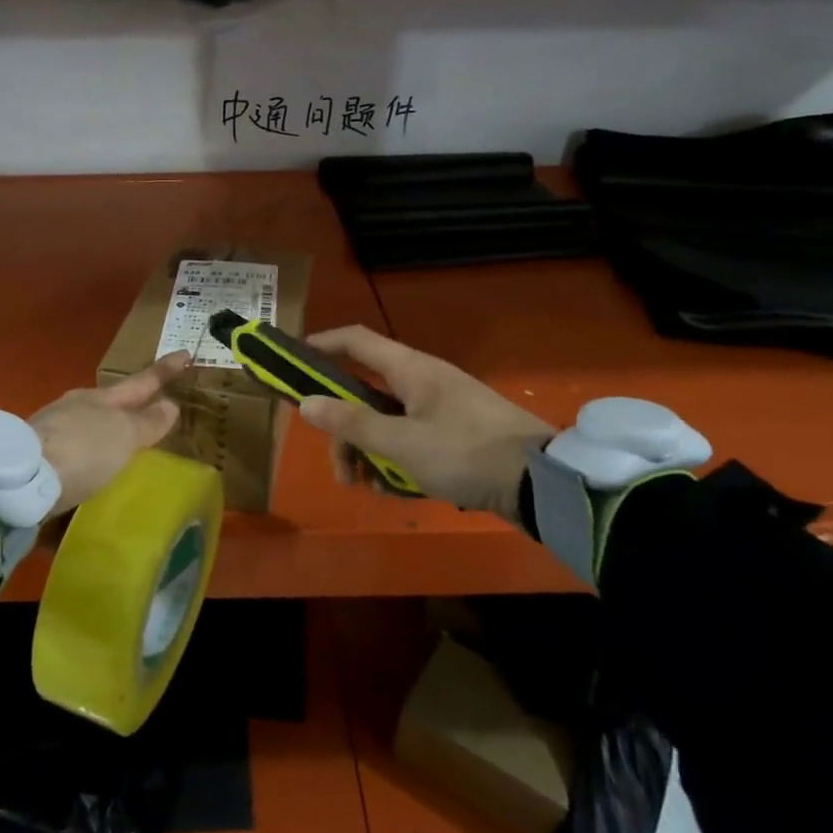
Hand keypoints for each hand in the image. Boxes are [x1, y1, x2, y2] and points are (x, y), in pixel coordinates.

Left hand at [30, 350, 191, 517]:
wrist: (20, 479)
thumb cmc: (82, 450)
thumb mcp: (123, 436)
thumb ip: (147, 422)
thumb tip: (170, 403)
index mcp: (101, 398)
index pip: (142, 382)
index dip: (165, 370)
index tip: (185, 353)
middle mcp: (75, 408)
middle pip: (109, 403)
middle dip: (129, 406)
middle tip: (149, 414)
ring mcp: (52, 431)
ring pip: (86, 427)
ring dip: (104, 436)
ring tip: (120, 454)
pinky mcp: (35, 458)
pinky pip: (70, 453)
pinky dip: (84, 460)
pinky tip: (87, 477)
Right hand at [296, 327, 554, 519]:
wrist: (542, 484)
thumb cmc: (466, 454)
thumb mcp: (402, 444)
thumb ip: (351, 424)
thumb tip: (305, 403)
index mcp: (410, 369)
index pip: (355, 341)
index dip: (320, 345)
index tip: (290, 362)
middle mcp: (422, 381)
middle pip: (364, 394)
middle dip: (344, 430)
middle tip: (339, 468)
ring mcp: (439, 407)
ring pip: (385, 422)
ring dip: (369, 452)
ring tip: (369, 488)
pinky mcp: (454, 434)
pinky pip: (409, 440)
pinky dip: (396, 461)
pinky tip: (397, 491)